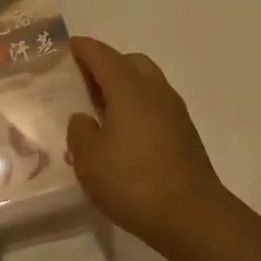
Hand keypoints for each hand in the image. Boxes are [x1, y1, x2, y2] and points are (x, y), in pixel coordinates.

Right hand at [66, 37, 229, 251]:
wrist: (191, 215)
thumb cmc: (132, 181)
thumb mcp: (89, 158)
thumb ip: (80, 131)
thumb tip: (84, 118)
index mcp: (128, 89)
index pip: (103, 57)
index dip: (84, 49)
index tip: (69, 45)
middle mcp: (155, 92)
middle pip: (131, 63)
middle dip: (108, 64)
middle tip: (84, 80)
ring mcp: (175, 113)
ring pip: (147, 84)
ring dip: (125, 86)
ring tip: (101, 108)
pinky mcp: (185, 135)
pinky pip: (156, 106)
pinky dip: (137, 107)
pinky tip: (124, 132)